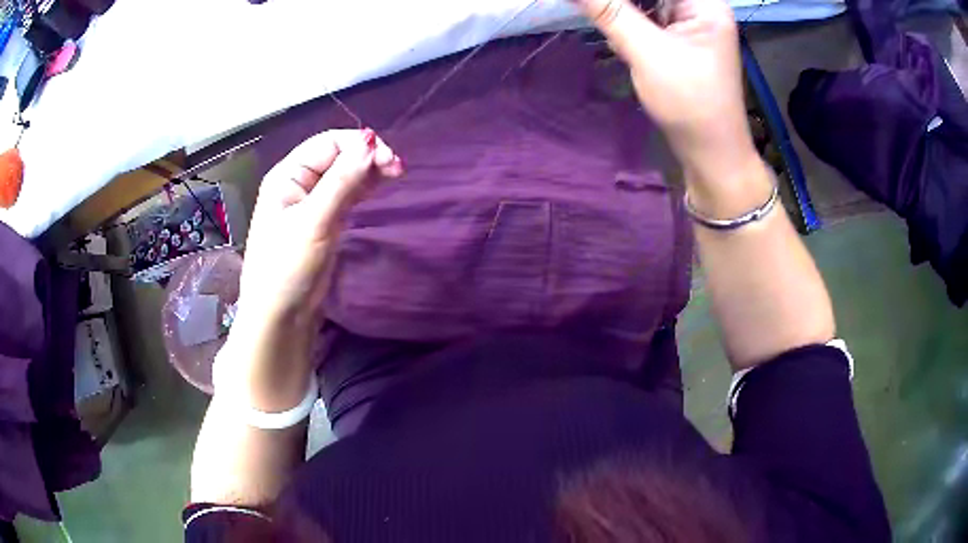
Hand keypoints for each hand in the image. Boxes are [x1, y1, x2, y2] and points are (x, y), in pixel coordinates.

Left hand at [239, 129, 402, 324]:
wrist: (281, 318)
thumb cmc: (288, 268)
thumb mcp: (314, 221)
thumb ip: (342, 180)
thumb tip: (370, 141)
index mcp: (288, 175)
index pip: (328, 143)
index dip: (359, 144)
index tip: (389, 159)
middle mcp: (299, 183)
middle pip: (338, 156)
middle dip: (368, 157)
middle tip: (398, 169)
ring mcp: (312, 203)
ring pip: (345, 175)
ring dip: (370, 171)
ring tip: (396, 174)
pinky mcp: (324, 222)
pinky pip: (347, 195)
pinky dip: (364, 188)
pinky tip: (381, 185)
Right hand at [575, 0, 756, 188]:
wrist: (711, 154)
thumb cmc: (690, 104)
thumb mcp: (647, 52)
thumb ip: (608, 11)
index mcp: (705, 2)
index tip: (598, 5)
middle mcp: (700, 6)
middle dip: (619, 3)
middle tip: (597, 12)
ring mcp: (690, 23)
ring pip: (646, 2)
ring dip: (620, 11)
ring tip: (606, 25)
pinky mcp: (679, 38)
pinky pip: (646, 16)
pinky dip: (626, 22)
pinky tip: (619, 38)